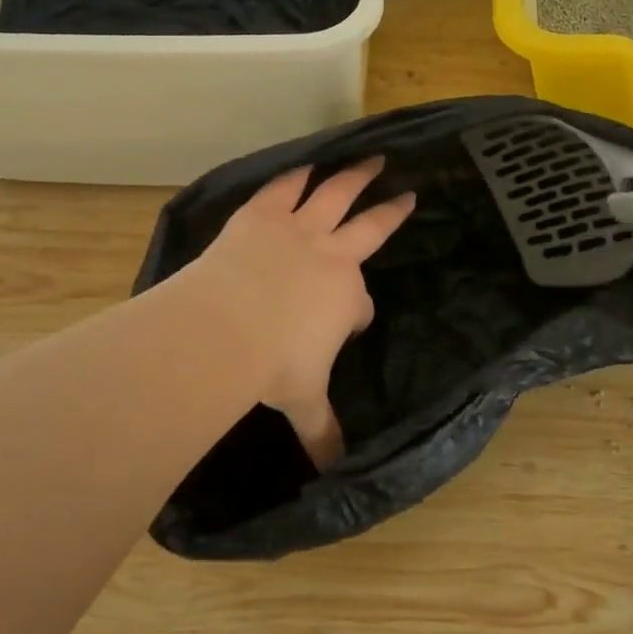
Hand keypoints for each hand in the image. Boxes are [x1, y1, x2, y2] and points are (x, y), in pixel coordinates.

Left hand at [187, 159, 414, 466]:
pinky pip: (285, 188)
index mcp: (345, 296)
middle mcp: (331, 254)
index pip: (359, 303)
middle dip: (390, 210)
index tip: (348, 323)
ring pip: (336, 194)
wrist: (225, 327)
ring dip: (355, 176)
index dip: (356, 313)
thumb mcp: (304, 401)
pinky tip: (305, 166)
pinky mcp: (263, 214)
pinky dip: (296, 176)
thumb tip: (336, 474)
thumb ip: (323, 431)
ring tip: (371, 159)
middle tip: (406, 194)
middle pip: (370, 225)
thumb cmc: (272, 366)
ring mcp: (298, 229)